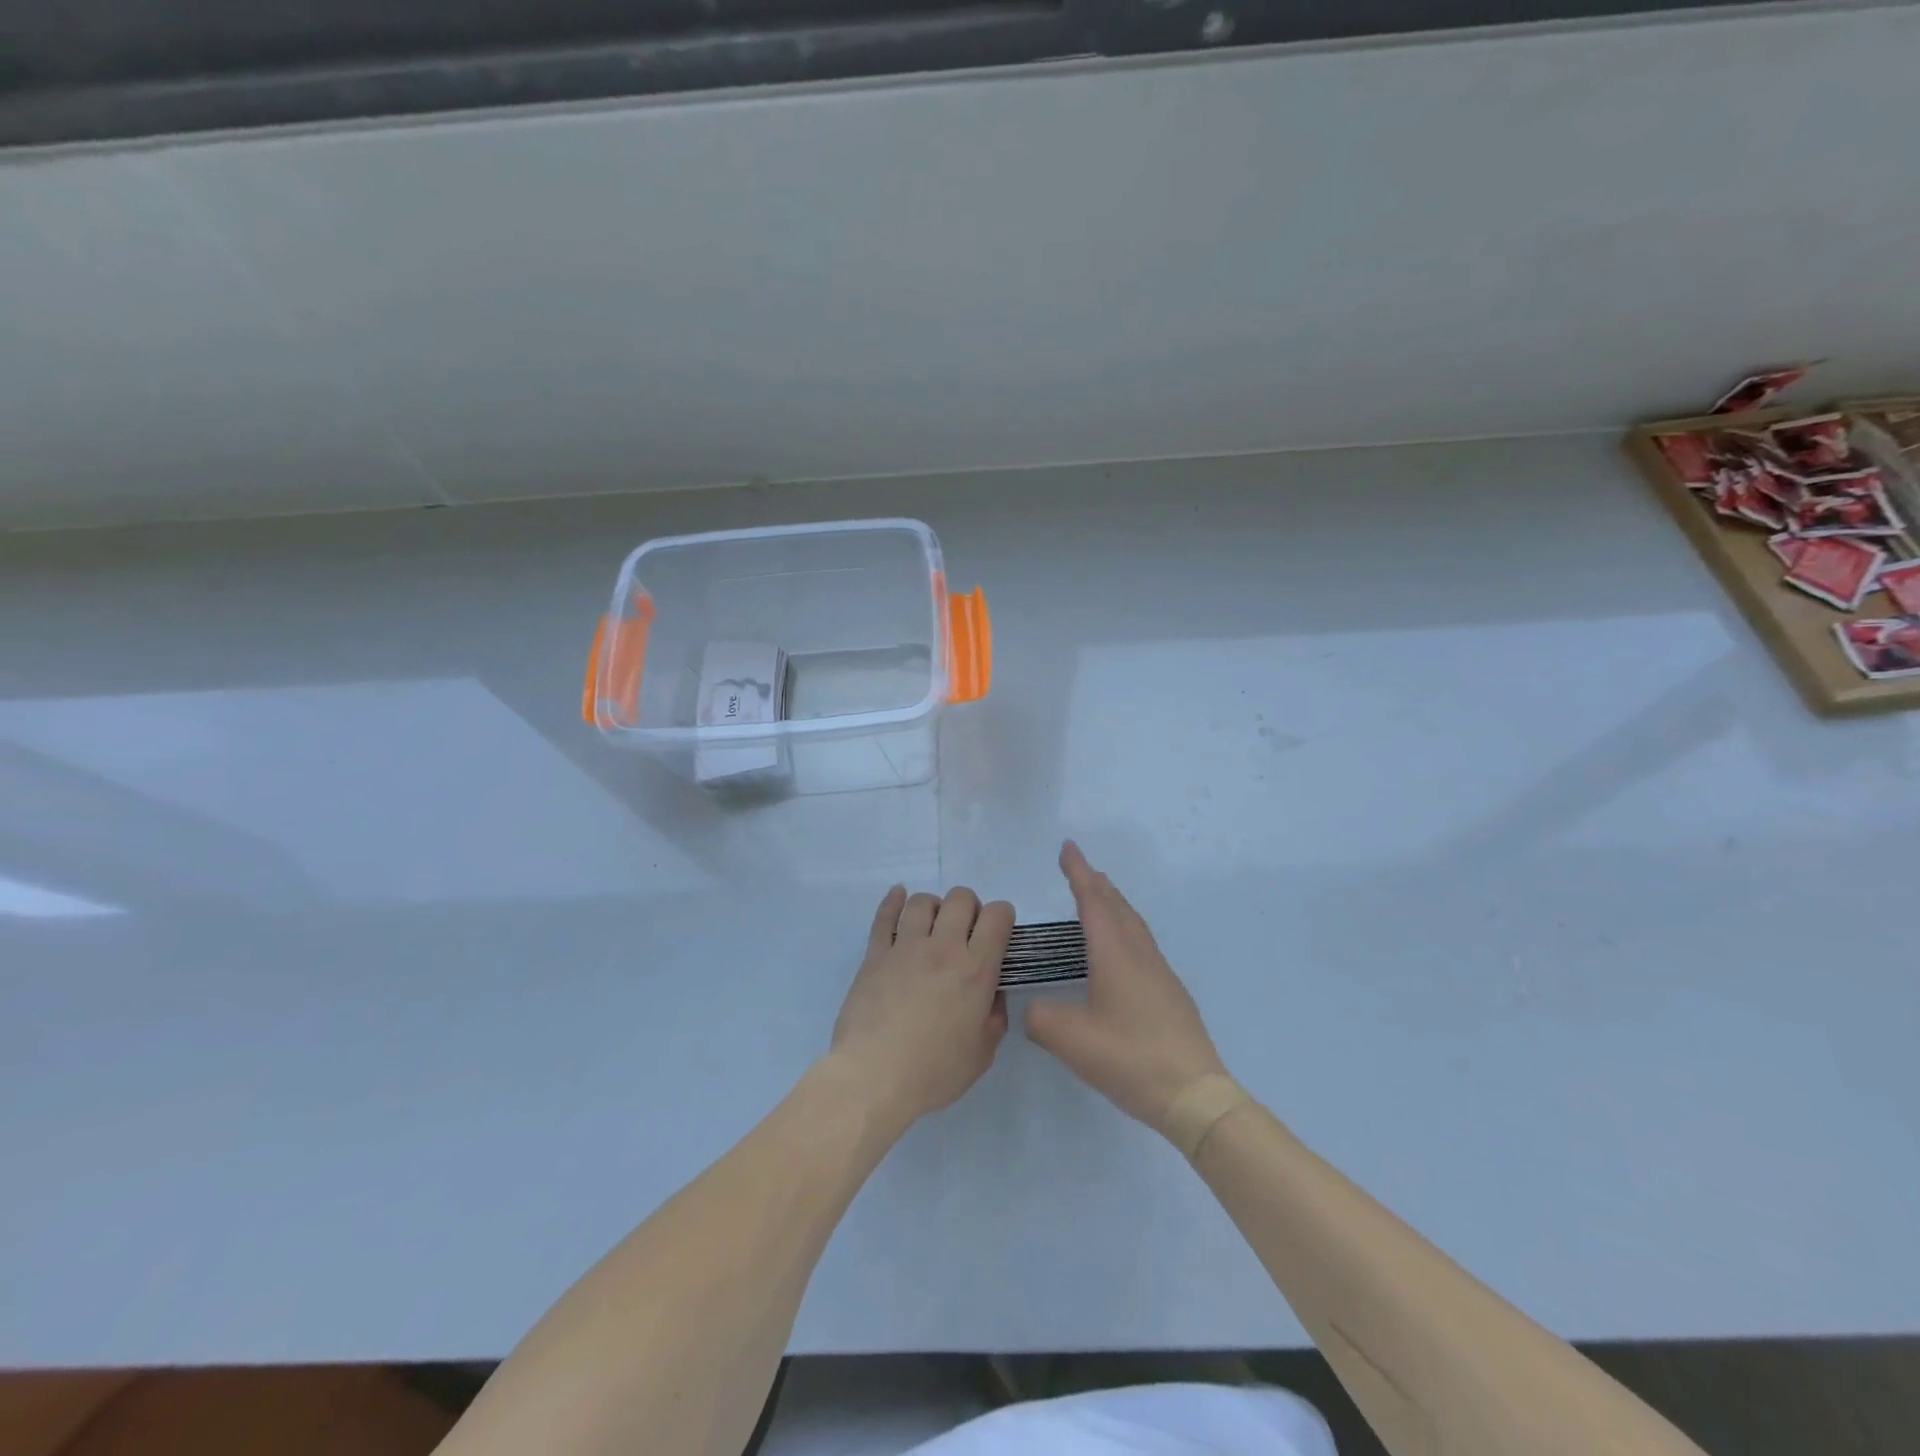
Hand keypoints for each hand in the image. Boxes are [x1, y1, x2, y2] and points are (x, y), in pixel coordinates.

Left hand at [828, 885, 1012, 1128]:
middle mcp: (943, 948)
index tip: (998, 933)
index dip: (1002, 917)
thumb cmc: (934, 1072)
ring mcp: (905, 947)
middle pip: (961, 898)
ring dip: (934, 907)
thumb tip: (992, 993)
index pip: (997, 916)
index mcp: (976, 970)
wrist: (873, 1077)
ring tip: (932, 926)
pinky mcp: (875, 954)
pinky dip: (893, 901)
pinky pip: (884, 916)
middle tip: (965, 932)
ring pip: (922, 901)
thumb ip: (994, 1017)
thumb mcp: (982, 1054)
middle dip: (969, 908)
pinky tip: (898, 896)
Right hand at [1024, 842, 1227, 1140]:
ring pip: (1133, 924)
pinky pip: (1142, 944)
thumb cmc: (1130, 1058)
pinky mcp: (1169, 994)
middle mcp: (1139, 954)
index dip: (1078, 873)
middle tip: (1079, 869)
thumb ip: (1041, 1019)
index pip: (1093, 902)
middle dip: (1097, 884)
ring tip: (1100, 898)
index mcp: (1115, 954)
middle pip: (1117, 906)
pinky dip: (1125, 929)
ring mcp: (1159, 973)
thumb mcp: (1071, 1041)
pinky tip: (1120, 950)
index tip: (1067, 847)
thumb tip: (1034, 1009)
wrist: (1194, 1094)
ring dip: (1114, 904)